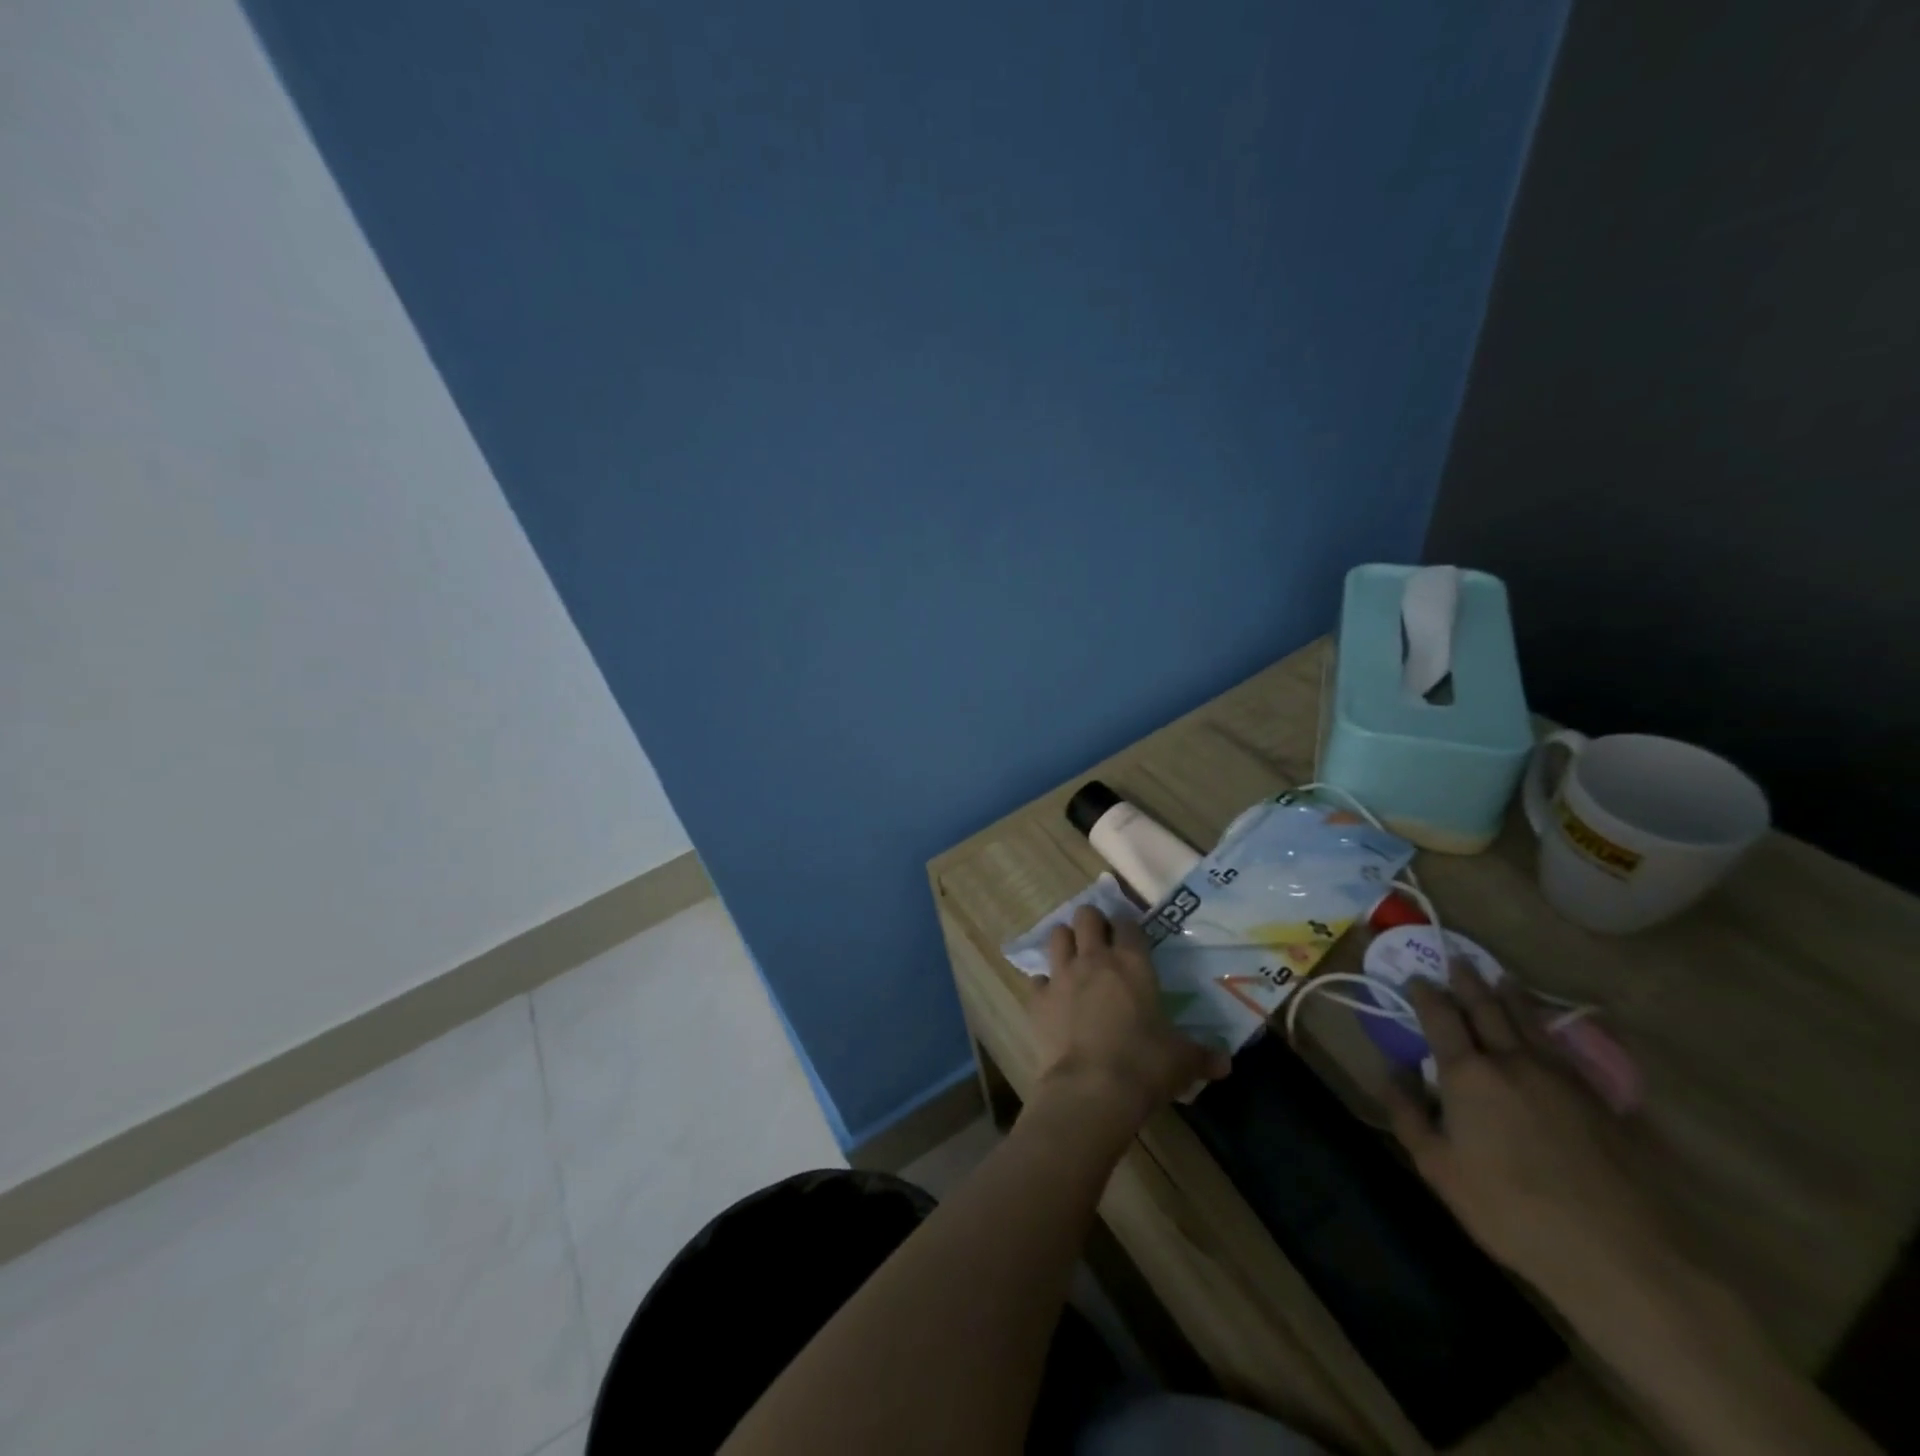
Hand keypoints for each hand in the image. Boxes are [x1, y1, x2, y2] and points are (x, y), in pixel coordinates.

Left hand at [1029, 906, 1229, 1137]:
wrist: (1092, 1089)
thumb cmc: (1144, 1066)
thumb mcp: (1182, 1061)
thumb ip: (1203, 1055)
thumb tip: (1225, 1062)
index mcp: (1133, 963)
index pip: (1128, 924)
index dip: (1128, 926)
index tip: (1131, 937)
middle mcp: (1095, 959)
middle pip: (1086, 916)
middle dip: (1092, 922)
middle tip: (1100, 940)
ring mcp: (1062, 975)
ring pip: (1057, 936)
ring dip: (1065, 942)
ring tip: (1073, 958)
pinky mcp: (1038, 999)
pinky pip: (1037, 979)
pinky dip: (1044, 984)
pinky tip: (1052, 997)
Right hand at [1383, 962, 1670, 1304]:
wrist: (1620, 1253)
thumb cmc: (1511, 1209)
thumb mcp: (1439, 1169)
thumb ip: (1409, 1115)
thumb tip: (1391, 1073)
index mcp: (1467, 1074)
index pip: (1440, 1018)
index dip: (1425, 994)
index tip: (1416, 977)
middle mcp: (1511, 1061)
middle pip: (1486, 1009)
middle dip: (1467, 982)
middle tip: (1457, 959)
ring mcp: (1560, 1077)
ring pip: (1529, 1022)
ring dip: (1510, 995)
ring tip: (1501, 977)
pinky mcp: (1598, 1100)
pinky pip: (1562, 1048)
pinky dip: (1545, 1027)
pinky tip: (1545, 1029)